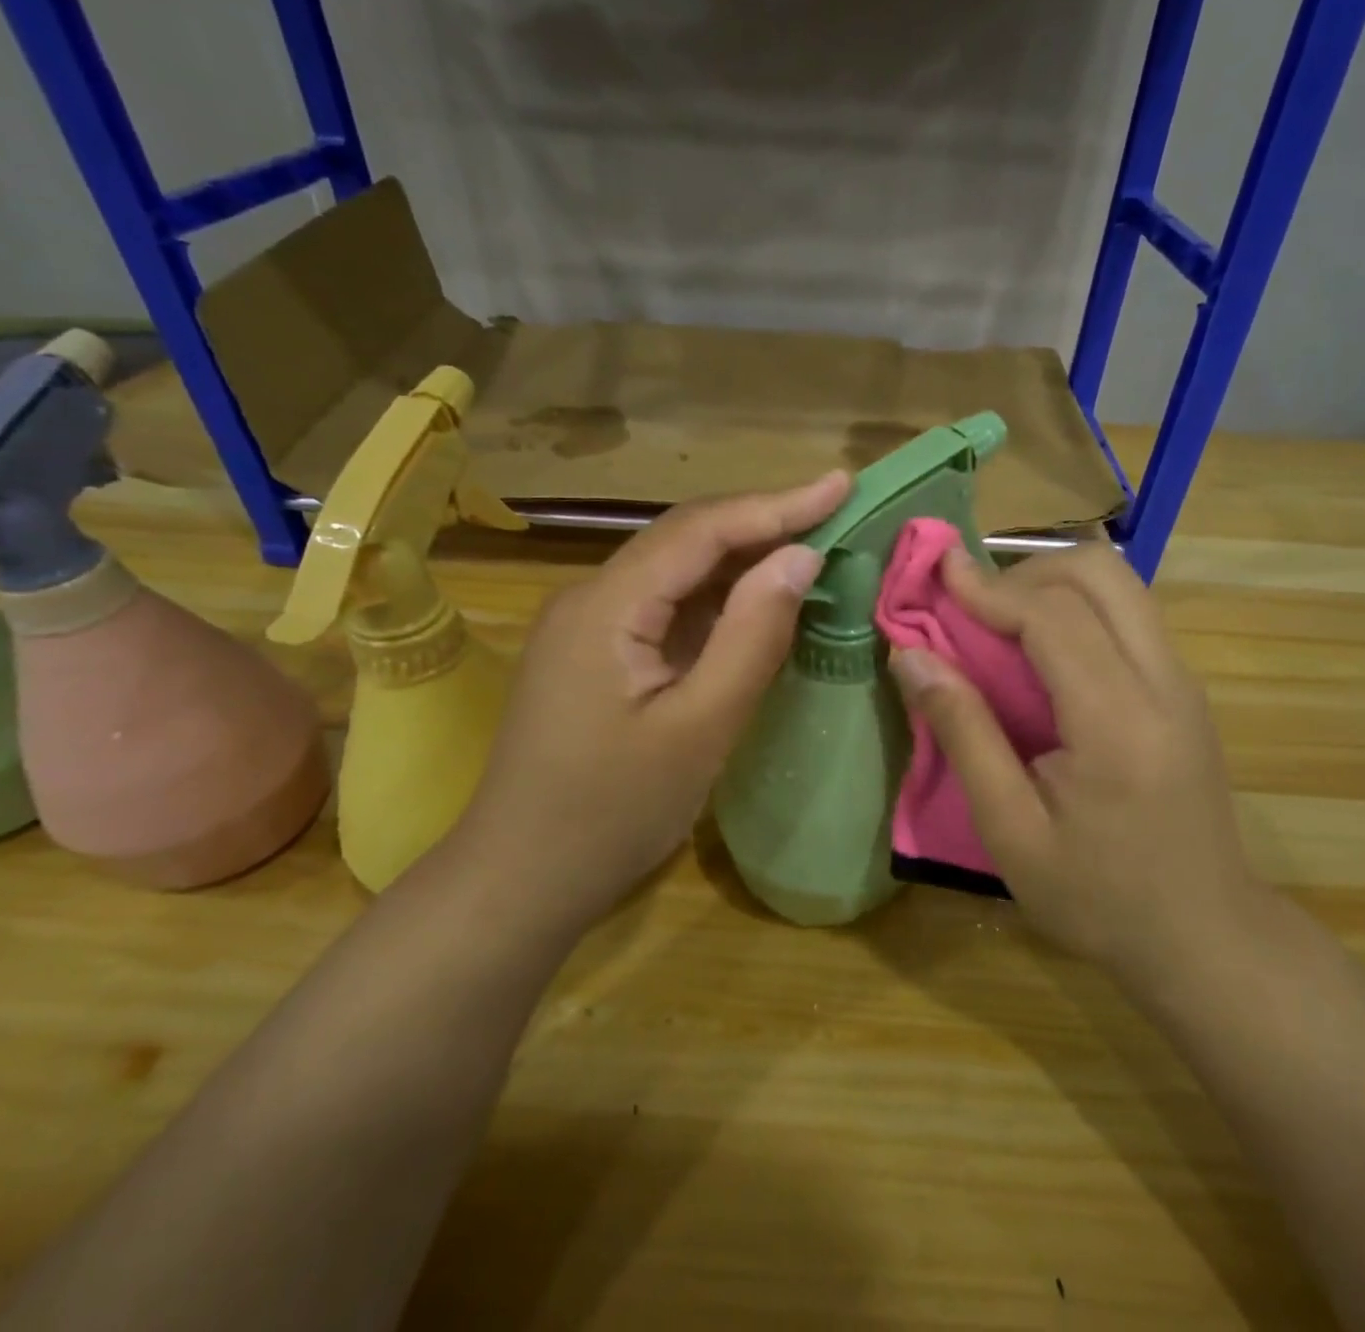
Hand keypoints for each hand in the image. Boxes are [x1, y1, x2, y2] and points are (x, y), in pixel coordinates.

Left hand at [450, 472, 850, 940]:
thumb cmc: (612, 812)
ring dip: (744, 559)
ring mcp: (589, 625)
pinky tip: (758, 601)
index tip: (843, 484)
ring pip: (677, 572)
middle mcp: (591, 597)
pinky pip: (666, 608)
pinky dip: (719, 601)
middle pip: (686, 539)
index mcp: (607, 604)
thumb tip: (802, 558)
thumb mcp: (699, 727)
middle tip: (836, 510)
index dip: (777, 504)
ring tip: (813, 544)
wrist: (521, 880)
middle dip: (764, 522)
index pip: (701, 530)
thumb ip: (753, 636)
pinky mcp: (596, 654)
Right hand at [889, 545, 1260, 981]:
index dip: (989, 587)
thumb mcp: (1011, 830)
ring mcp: (1183, 682)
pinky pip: (1128, 614)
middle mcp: (1163, 682)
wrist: (1206, 937)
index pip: (1053, 615)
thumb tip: (911, 657)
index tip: (939, 572)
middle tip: (971, 603)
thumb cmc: (1099, 897)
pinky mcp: (1184, 690)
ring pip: (1119, 585)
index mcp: (1118, 721)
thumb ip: (963, 733)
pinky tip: (1039, 649)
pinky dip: (1076, 606)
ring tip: (998, 618)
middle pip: (1099, 573)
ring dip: (1052, 584)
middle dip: (1025, 570)